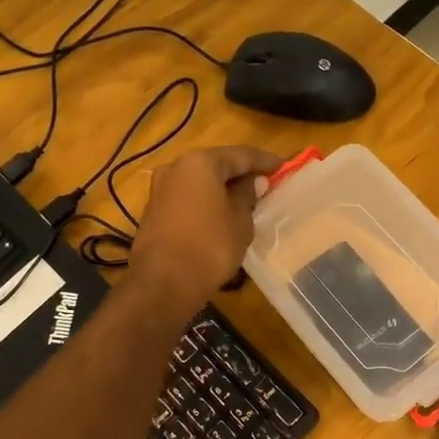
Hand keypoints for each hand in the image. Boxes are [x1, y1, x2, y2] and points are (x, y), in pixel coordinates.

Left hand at [130, 145, 281, 310]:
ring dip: (221, 189)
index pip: (241, 155)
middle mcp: (175, 167)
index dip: (265, 161)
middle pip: (216, 165)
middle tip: (266, 184)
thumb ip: (247, 195)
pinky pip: (187, 199)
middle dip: (241, 174)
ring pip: (199, 182)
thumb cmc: (210, 247)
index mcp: (200, 162)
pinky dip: (205, 203)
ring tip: (245, 201)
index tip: (284, 167)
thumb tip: (252, 182)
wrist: (163, 284)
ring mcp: (160, 190)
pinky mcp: (153, 212)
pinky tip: (220, 216)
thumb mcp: (240, 220)